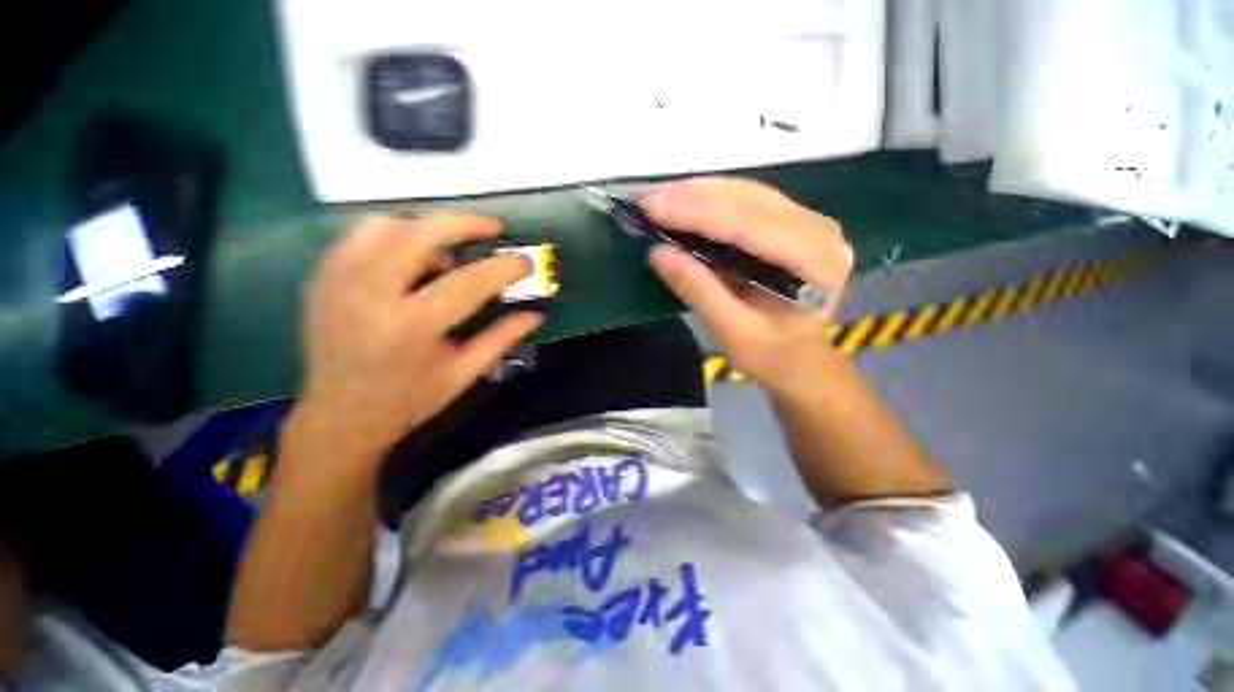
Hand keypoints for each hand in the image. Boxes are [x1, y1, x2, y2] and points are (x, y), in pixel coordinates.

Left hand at [284, 213, 542, 483]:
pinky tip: (412, 258)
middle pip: (421, 233)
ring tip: (447, 252)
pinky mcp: (323, 277)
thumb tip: (535, 315)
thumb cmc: (408, 400)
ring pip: (387, 224)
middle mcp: (370, 295)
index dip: (504, 268)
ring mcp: (339, 280)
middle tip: (493, 228)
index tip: (526, 262)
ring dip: (427, 229)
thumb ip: (501, 339)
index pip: (469, 281)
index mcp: (411, 327)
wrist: (339, 416)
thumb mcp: (463, 374)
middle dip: (465, 223)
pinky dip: (395, 235)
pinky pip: (362, 235)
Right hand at [643, 177, 853, 394]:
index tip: (652, 207)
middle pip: (750, 202)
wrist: (798, 360)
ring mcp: (811, 222)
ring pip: (749, 194)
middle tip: (648, 198)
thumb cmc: (769, 354)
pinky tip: (685, 199)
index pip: (749, 227)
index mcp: (816, 263)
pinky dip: (714, 198)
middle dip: (694, 197)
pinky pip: (750, 201)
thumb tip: (658, 252)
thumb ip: (698, 290)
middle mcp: (821, 232)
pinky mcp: (795, 222)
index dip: (697, 214)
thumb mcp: (731, 332)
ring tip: (661, 196)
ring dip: (701, 192)